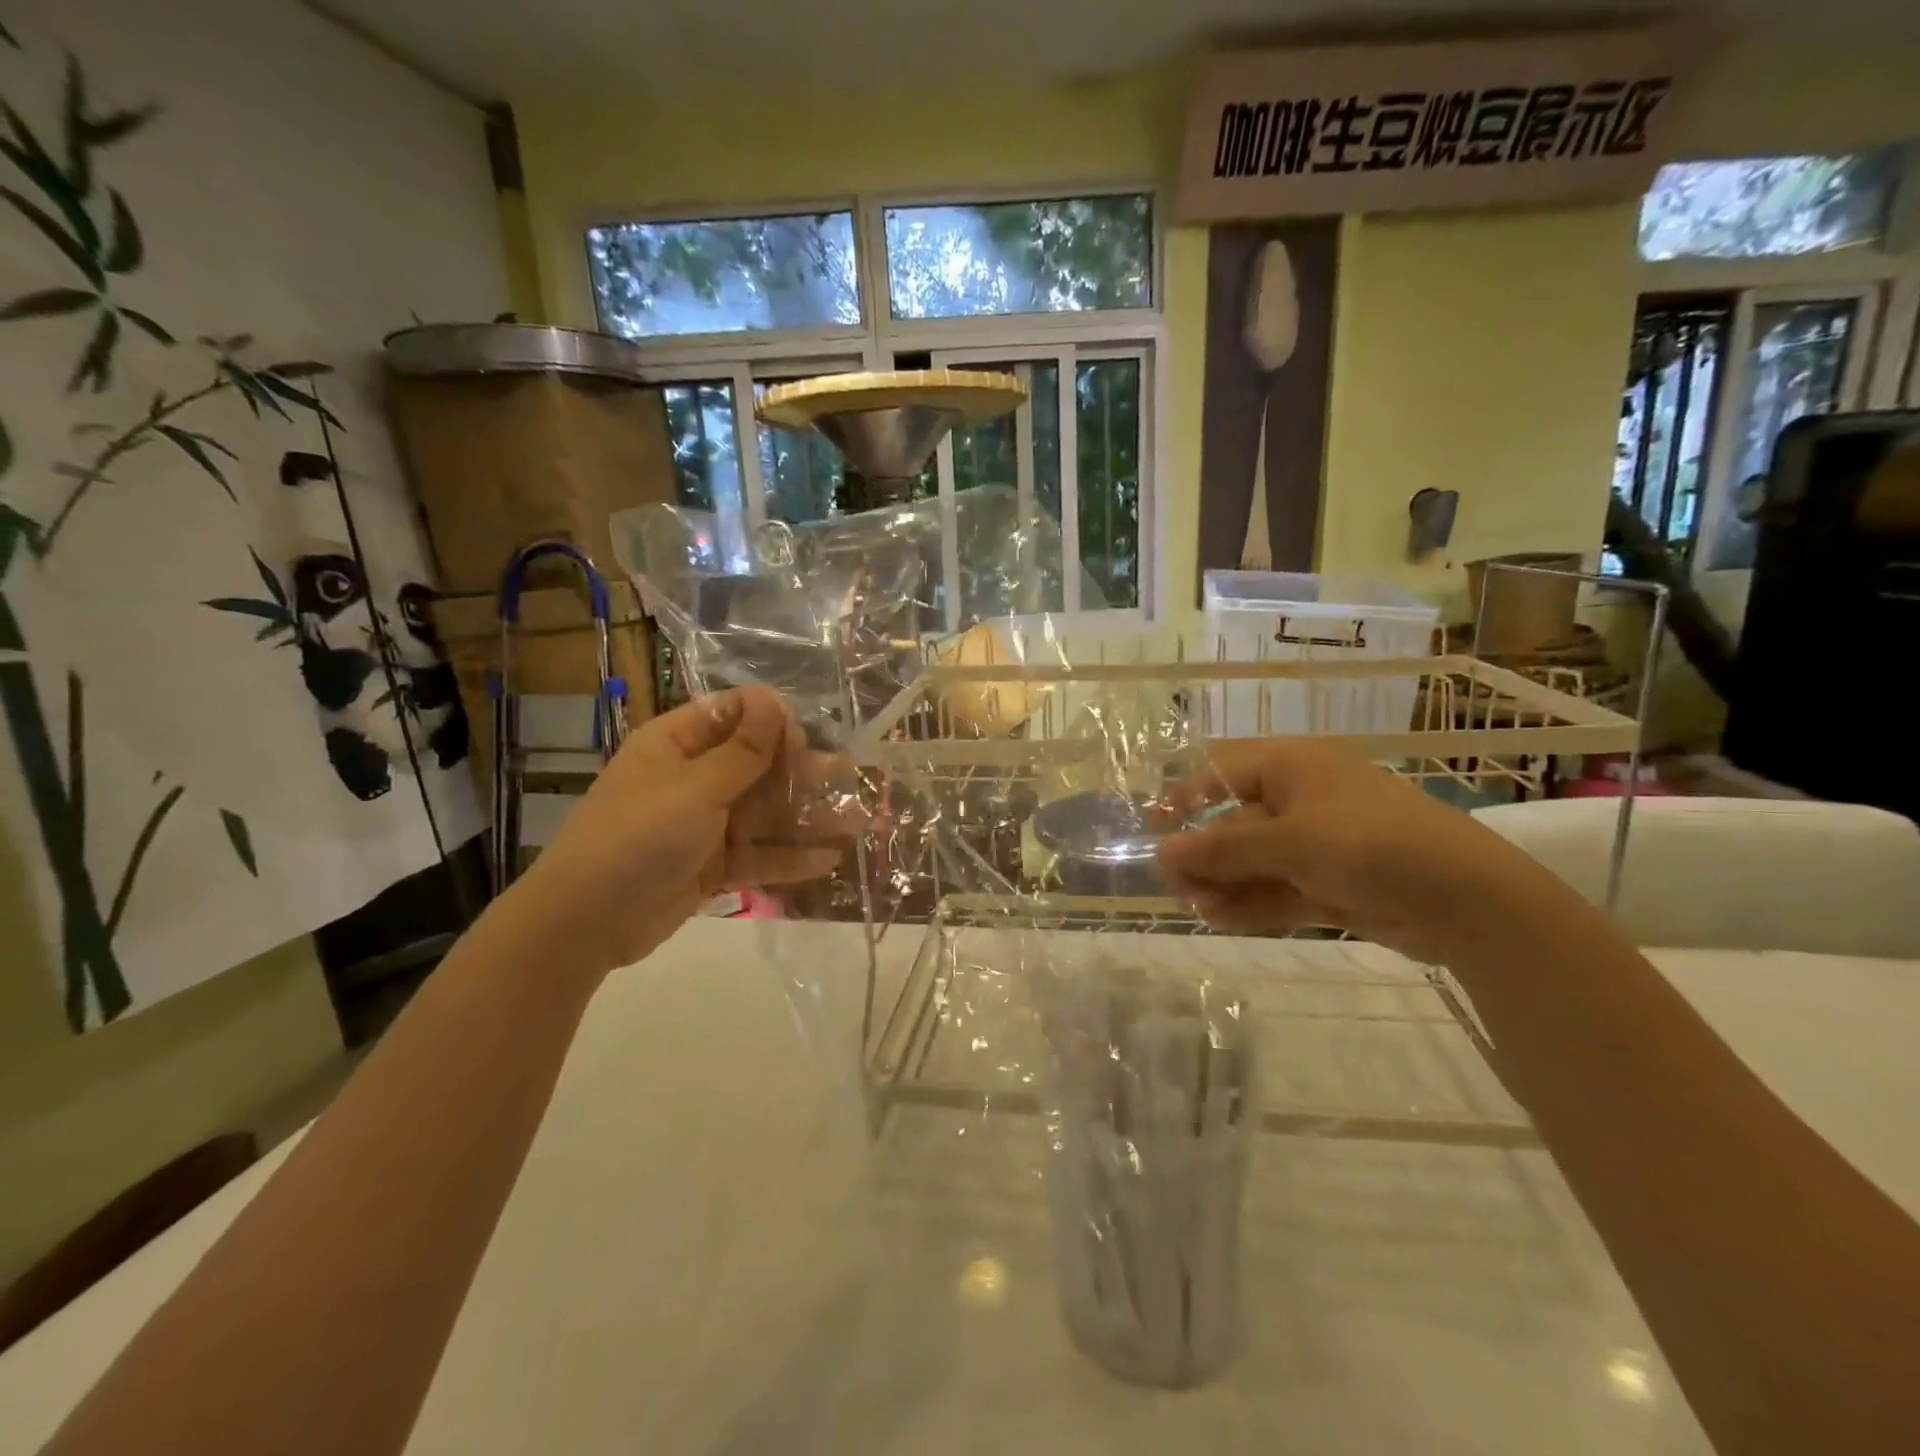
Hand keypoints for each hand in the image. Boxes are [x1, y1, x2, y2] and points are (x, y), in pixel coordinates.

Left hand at [504, 686, 851, 976]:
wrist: (584, 923)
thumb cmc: (637, 838)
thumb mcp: (694, 789)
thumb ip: (743, 751)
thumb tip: (774, 699)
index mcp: (678, 744)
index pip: (735, 716)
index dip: (773, 725)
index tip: (802, 746)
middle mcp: (693, 779)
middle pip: (758, 767)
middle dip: (803, 775)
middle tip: (849, 782)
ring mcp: (703, 825)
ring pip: (764, 814)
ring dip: (807, 819)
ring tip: (857, 823)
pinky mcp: (711, 866)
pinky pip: (757, 855)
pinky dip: (789, 858)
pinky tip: (828, 861)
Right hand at [1157, 738, 1544, 963]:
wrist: (1466, 899)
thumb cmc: (1369, 843)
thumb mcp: (1290, 842)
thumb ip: (1224, 849)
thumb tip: (1163, 851)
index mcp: (1294, 768)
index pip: (1223, 773)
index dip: (1185, 798)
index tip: (1153, 827)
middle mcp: (1302, 801)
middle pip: (1236, 823)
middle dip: (1204, 853)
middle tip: (1175, 883)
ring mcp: (1319, 845)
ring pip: (1255, 861)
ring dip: (1224, 883)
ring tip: (1195, 907)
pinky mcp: (1333, 884)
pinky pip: (1279, 889)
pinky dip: (1251, 903)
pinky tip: (1220, 918)